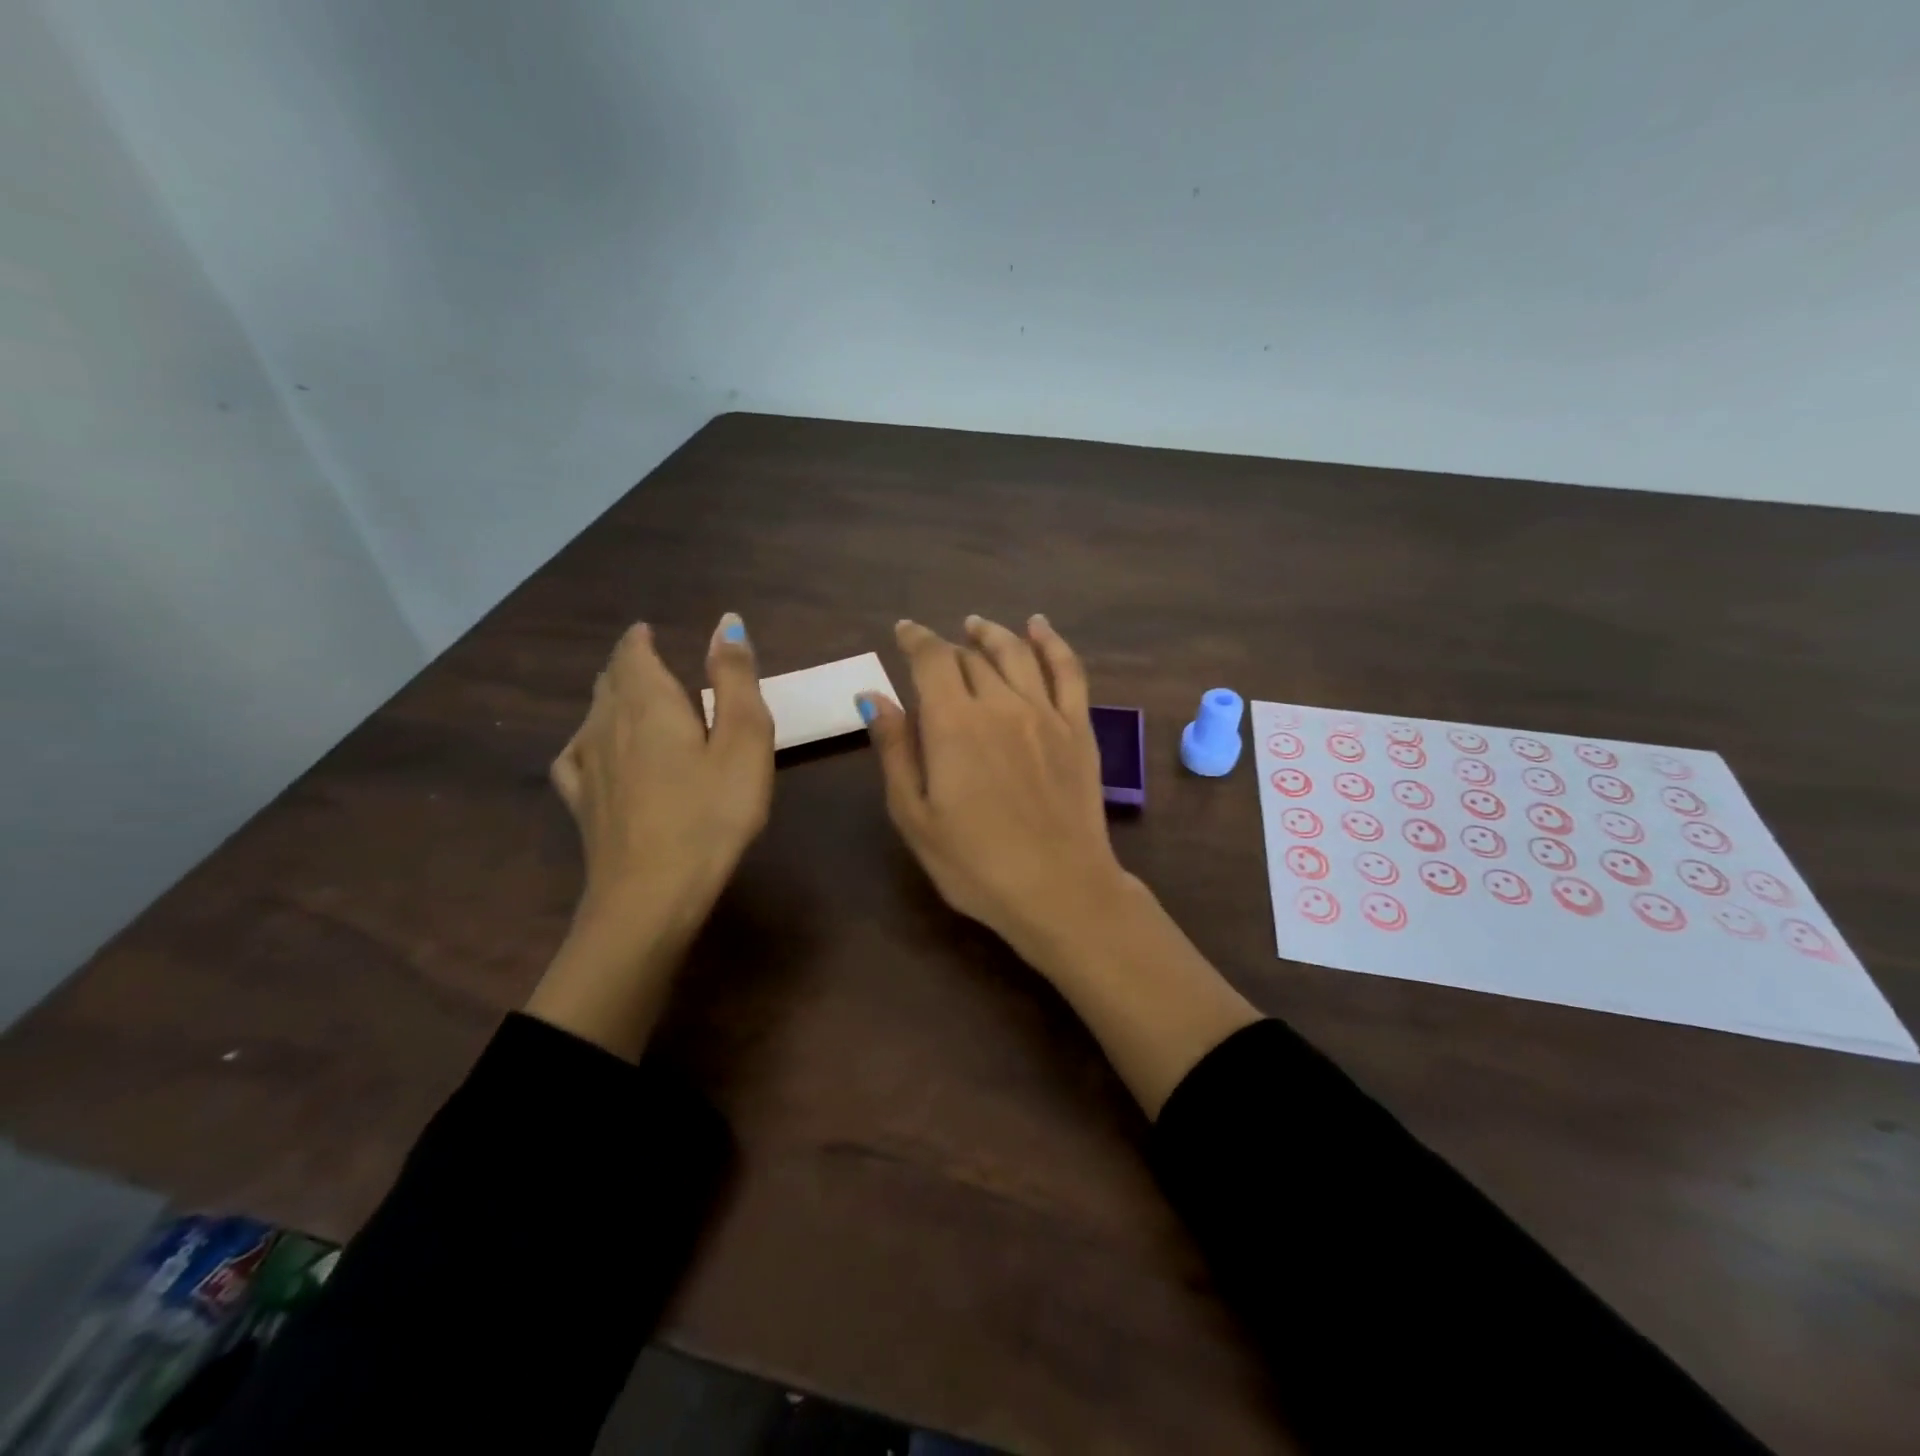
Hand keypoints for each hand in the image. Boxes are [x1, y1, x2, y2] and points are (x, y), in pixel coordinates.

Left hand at [527, 613, 772, 1060]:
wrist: (652, 895)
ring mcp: (588, 766)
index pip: (634, 654)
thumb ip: (735, 679)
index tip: (649, 632)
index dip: (641, 640)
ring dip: (609, 697)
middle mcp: (608, 725)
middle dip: (627, 665)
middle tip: (647, 660)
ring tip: (628, 697)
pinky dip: (586, 739)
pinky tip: (591, 750)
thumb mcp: (744, 741)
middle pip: (609, 681)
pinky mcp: (582, 804)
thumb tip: (725, 621)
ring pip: (591, 715)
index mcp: (650, 703)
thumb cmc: (712, 814)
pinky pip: (575, 755)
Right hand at [860, 615, 1129, 967]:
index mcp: (954, 724)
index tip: (904, 632)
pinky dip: (1052, 642)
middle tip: (936, 653)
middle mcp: (1000, 704)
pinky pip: (1068, 671)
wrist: (1060, 889)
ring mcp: (1046, 713)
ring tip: (977, 626)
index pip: (931, 659)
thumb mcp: (915, 817)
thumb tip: (873, 697)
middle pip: (971, 657)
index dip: (915, 639)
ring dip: (993, 635)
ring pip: (1016, 654)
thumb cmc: (976, 864)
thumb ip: (895, 751)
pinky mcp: (1079, 728)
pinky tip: (1040, 627)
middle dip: (948, 648)